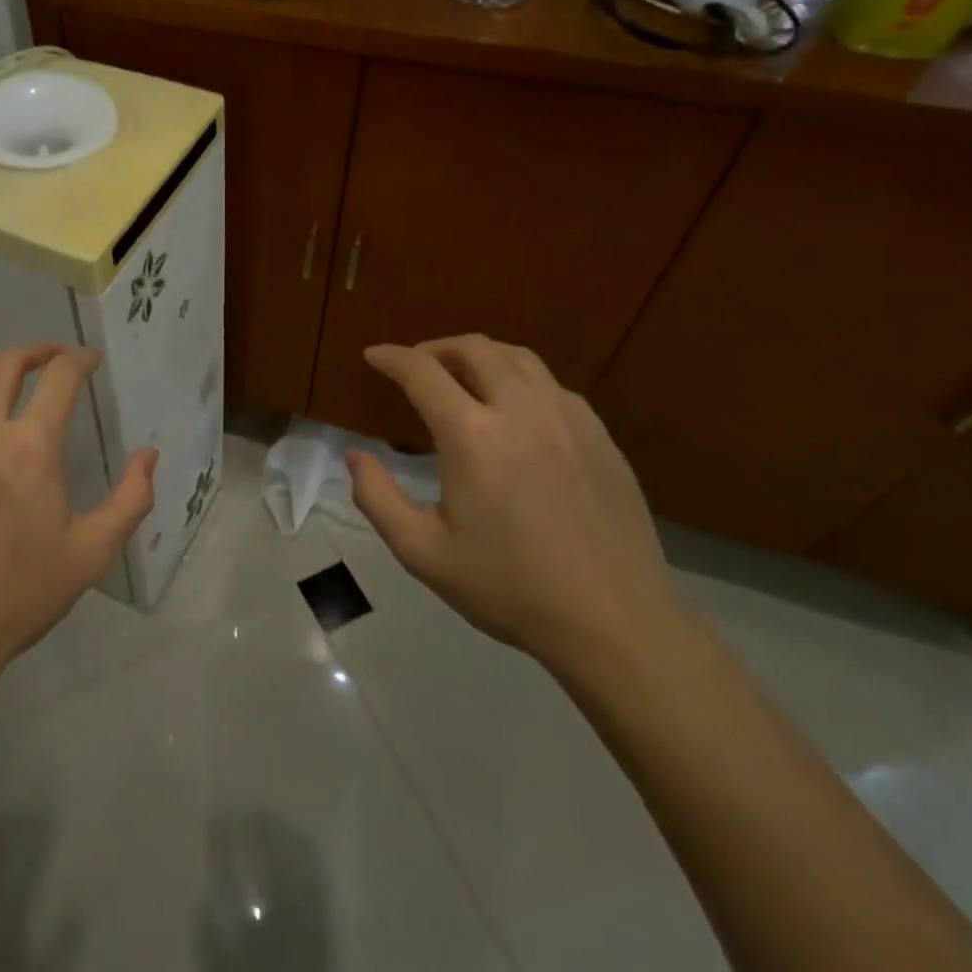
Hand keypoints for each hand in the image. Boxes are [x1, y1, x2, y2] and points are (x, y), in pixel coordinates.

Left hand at [0, 344, 156, 683]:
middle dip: (36, 352)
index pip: (60, 376)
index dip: (79, 359)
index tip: (89, 360)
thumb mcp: (90, 555)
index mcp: (30, 447)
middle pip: (6, 362)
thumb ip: (131, 499)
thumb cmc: (15, 597)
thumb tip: (149, 455)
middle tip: (50, 359)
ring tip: (0, 377)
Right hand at [346, 335, 683, 673]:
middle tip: (416, 366)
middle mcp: (521, 411)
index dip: (392, 357)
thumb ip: (377, 499)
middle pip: (474, 349)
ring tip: (462, 375)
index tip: (373, 355)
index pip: (422, 372)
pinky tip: (515, 410)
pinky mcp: (600, 437)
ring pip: (518, 358)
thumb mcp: (422, 553)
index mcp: (472, 436)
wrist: (614, 623)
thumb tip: (356, 457)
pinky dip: (520, 380)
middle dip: (435, 348)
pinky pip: (552, 386)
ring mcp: (568, 420)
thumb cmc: (509, 588)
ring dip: (480, 355)